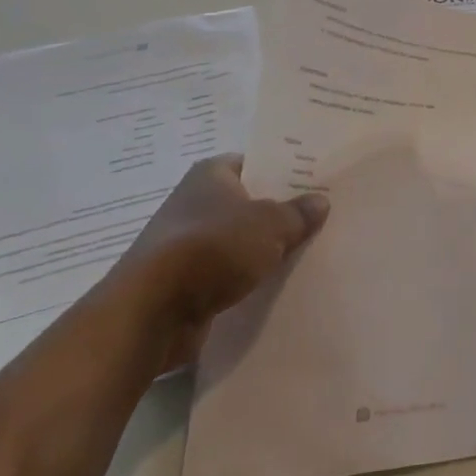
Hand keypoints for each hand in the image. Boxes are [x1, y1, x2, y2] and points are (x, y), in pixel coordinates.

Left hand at [91, 156, 327, 372]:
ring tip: (308, 252)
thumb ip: (298, 213)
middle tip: (322, 217)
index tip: (315, 182)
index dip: (284, 171)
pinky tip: (279, 284)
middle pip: (248, 203)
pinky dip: (249, 278)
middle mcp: (195, 203)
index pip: (254, 163)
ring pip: (239, 241)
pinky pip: (229, 273)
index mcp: (211, 175)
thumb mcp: (270, 224)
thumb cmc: (213, 248)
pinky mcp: (186, 283)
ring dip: (264, 249)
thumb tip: (320, 201)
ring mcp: (187, 245)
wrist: (153, 312)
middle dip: (279, 212)